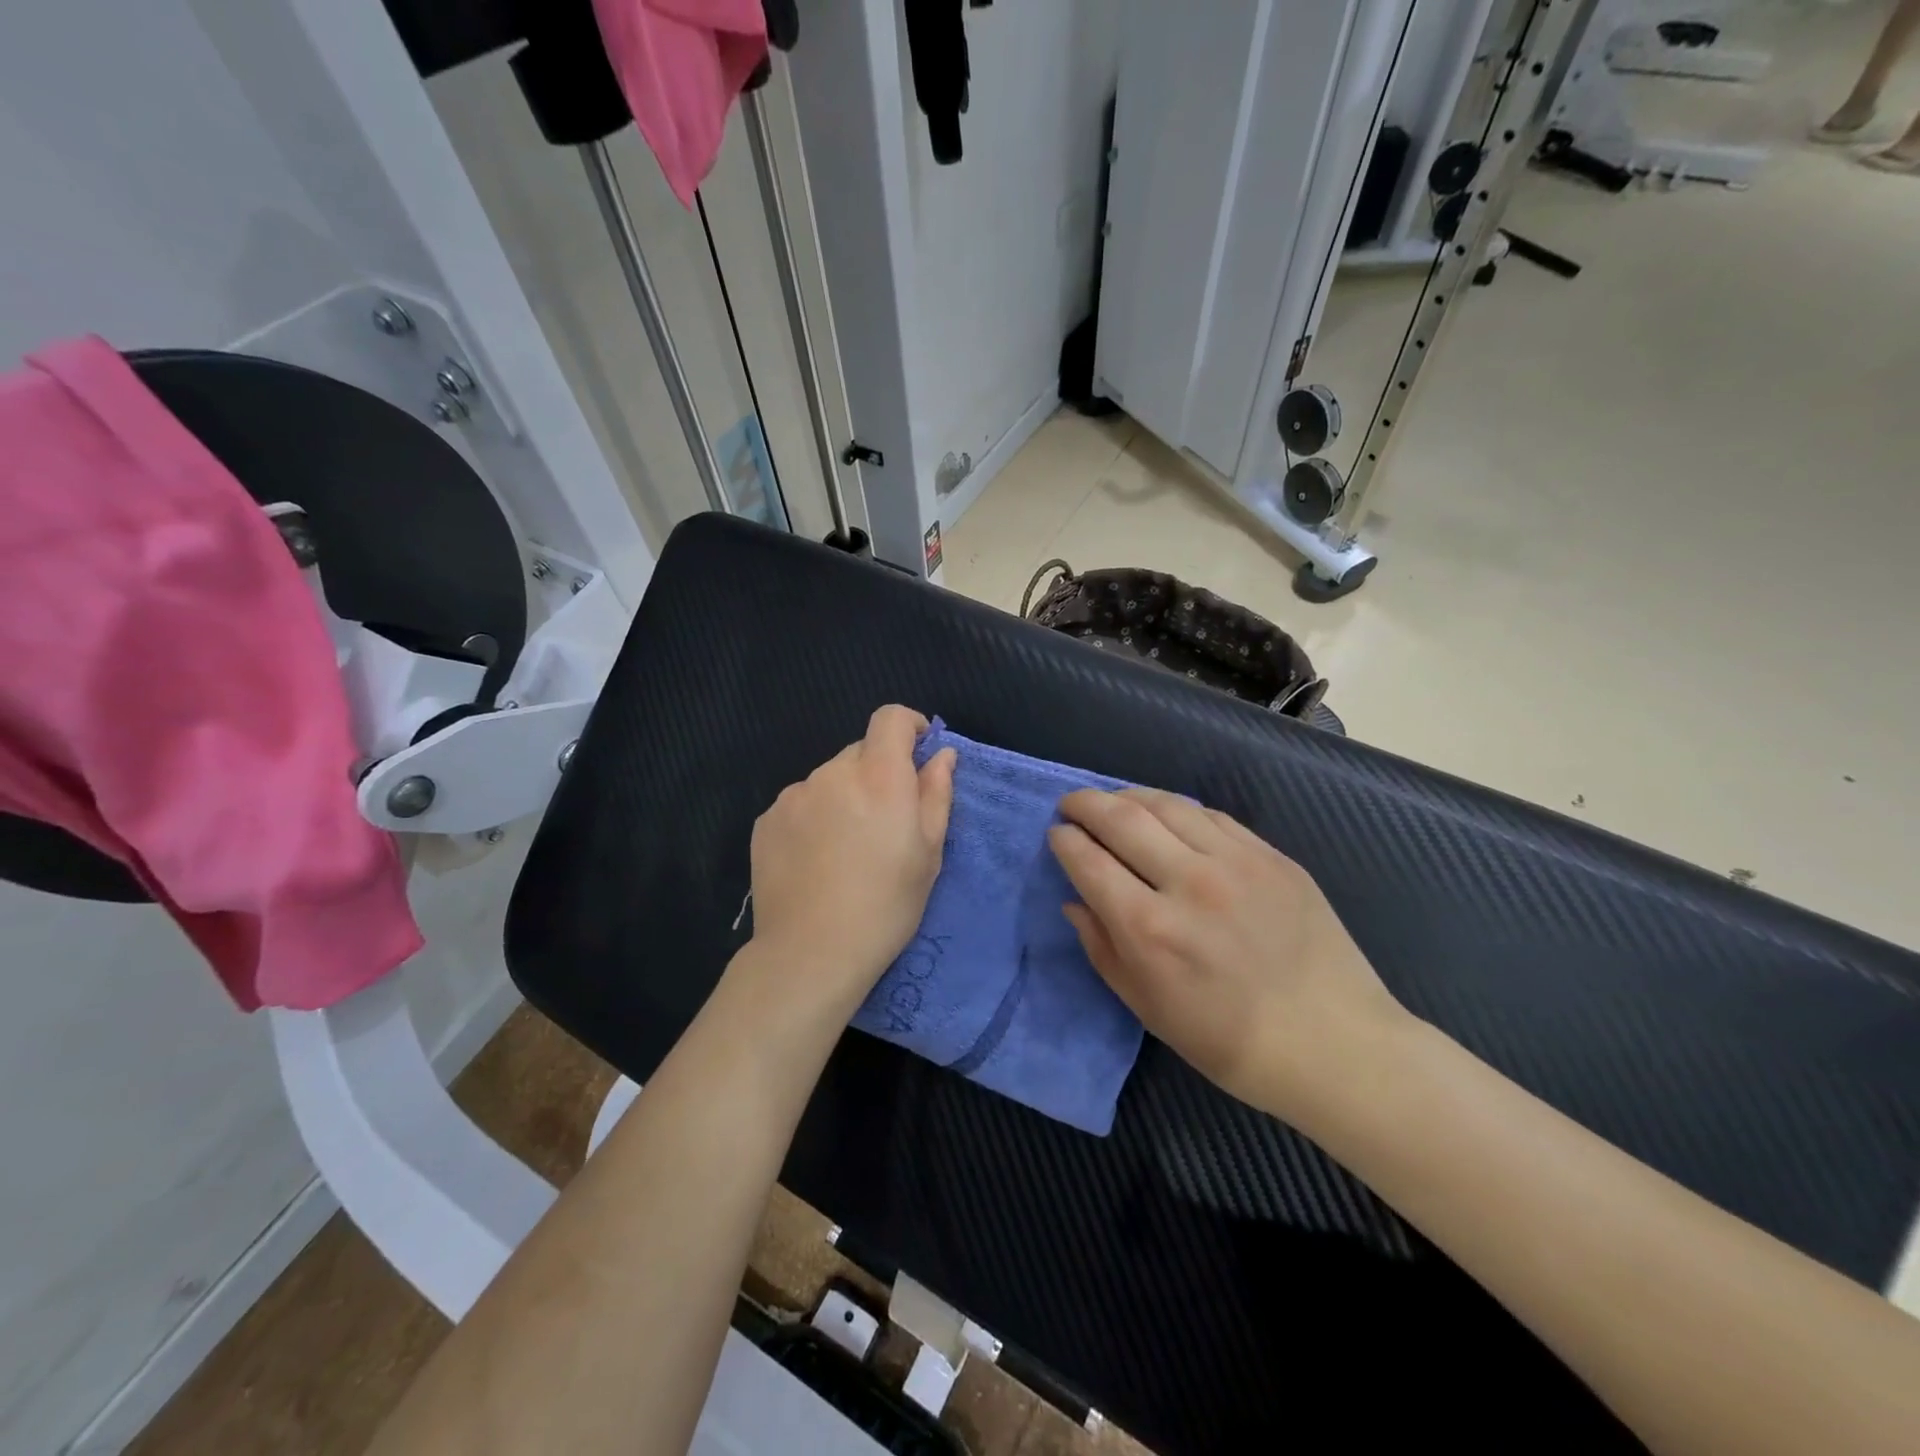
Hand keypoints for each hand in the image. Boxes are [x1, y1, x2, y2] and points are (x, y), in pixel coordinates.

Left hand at [744, 706, 956, 1022]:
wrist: (810, 953)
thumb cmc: (886, 906)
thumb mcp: (929, 853)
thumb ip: (936, 794)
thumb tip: (941, 755)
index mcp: (879, 776)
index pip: (890, 718)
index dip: (908, 727)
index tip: (917, 753)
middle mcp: (832, 773)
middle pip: (860, 751)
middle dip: (877, 773)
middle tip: (885, 823)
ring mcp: (794, 795)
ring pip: (829, 779)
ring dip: (844, 796)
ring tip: (847, 848)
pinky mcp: (766, 820)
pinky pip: (801, 803)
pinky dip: (814, 817)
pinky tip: (816, 860)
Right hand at [1048, 788, 1405, 1118]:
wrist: (1334, 1045)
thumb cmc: (1229, 1042)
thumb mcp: (1147, 1007)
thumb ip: (1102, 947)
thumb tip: (1075, 901)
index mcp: (1150, 928)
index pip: (1089, 861)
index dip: (1064, 840)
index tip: (1056, 834)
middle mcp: (1189, 883)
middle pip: (1122, 818)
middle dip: (1085, 803)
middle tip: (1071, 804)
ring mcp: (1236, 863)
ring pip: (1167, 805)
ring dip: (1129, 796)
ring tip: (1115, 802)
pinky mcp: (1272, 856)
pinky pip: (1212, 816)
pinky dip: (1178, 810)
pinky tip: (1169, 817)